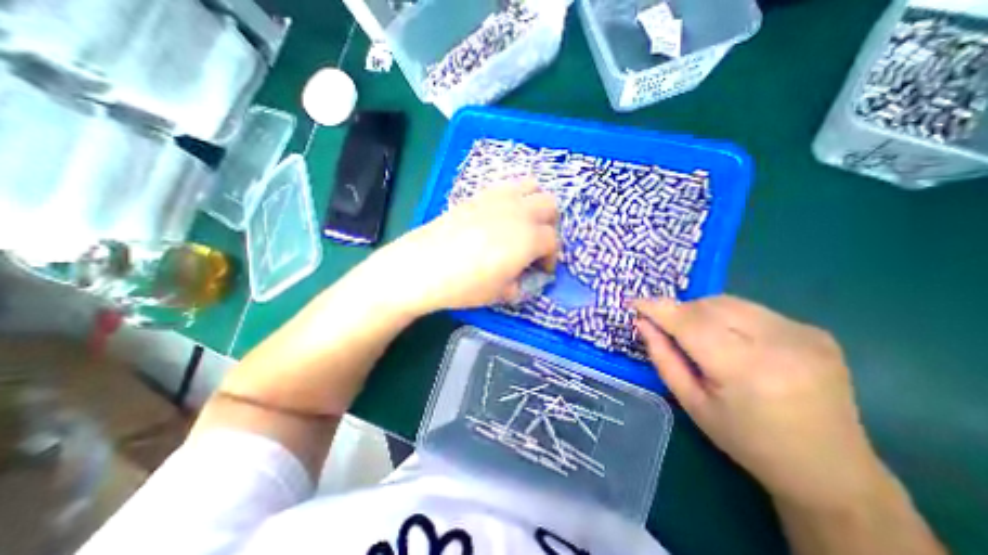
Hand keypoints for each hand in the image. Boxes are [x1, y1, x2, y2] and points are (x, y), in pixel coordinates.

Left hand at [364, 180, 562, 316]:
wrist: (423, 266)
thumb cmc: (465, 285)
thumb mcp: (499, 294)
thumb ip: (518, 285)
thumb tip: (520, 279)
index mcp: (529, 239)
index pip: (553, 241)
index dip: (551, 257)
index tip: (542, 270)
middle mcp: (519, 212)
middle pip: (550, 205)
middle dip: (550, 225)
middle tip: (537, 243)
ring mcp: (498, 199)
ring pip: (532, 186)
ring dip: (535, 203)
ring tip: (524, 223)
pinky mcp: (479, 195)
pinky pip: (506, 186)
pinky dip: (514, 197)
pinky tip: (501, 216)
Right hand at [634, 295, 887, 511]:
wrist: (829, 469)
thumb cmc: (746, 440)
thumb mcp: (691, 402)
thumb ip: (663, 358)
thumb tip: (642, 323)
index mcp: (745, 371)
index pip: (689, 323)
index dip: (658, 308)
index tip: (634, 302)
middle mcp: (779, 344)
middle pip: (708, 306)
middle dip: (679, 312)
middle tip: (667, 328)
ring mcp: (803, 334)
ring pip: (729, 302)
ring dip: (702, 312)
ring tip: (699, 336)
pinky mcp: (815, 331)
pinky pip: (751, 309)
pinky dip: (728, 317)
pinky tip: (732, 340)